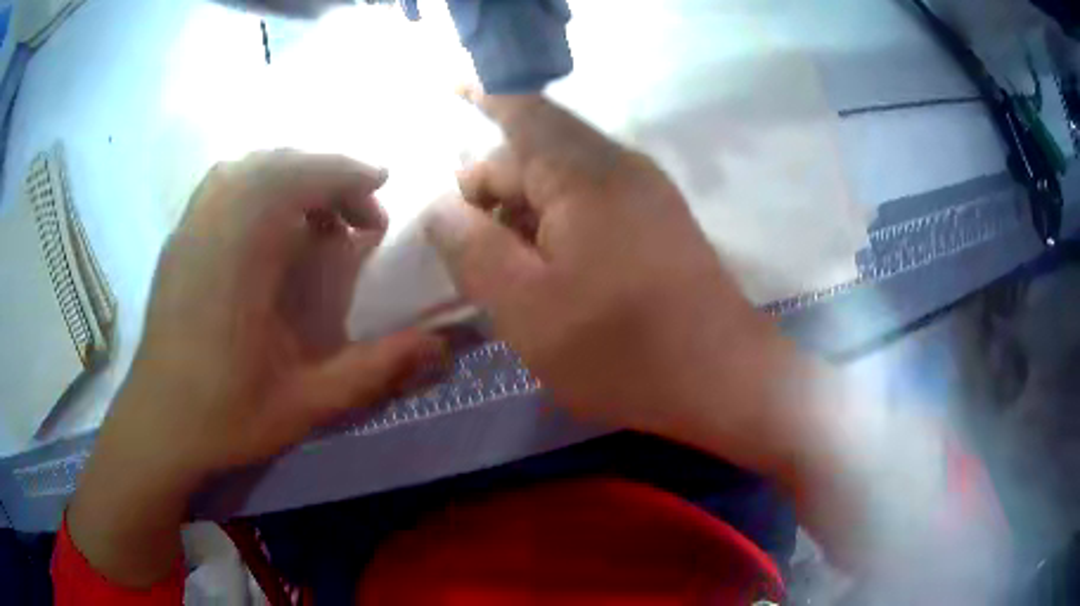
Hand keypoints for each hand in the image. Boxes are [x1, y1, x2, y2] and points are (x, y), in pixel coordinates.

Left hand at [69, 151, 441, 585]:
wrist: (157, 426)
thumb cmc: (224, 417)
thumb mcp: (306, 405)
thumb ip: (373, 371)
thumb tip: (440, 346)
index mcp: (241, 259)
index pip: (297, 180)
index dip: (345, 174)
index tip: (381, 191)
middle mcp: (212, 227)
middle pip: (275, 164)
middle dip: (326, 175)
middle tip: (357, 214)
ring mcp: (190, 228)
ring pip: (246, 166)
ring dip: (291, 175)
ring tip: (316, 213)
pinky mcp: (178, 238)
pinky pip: (220, 183)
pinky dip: (255, 182)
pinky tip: (267, 220)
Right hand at [424, 94, 799, 475]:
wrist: (725, 379)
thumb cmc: (621, 349)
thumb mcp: (525, 308)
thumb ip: (472, 249)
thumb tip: (442, 206)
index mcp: (583, 172)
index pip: (519, 114)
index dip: (481, 103)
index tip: (451, 107)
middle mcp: (620, 165)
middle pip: (540, 147)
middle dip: (494, 182)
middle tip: (463, 237)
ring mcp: (647, 192)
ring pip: (566, 176)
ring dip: (526, 205)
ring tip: (500, 259)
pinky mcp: (660, 222)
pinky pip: (594, 199)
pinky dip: (558, 219)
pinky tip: (547, 264)